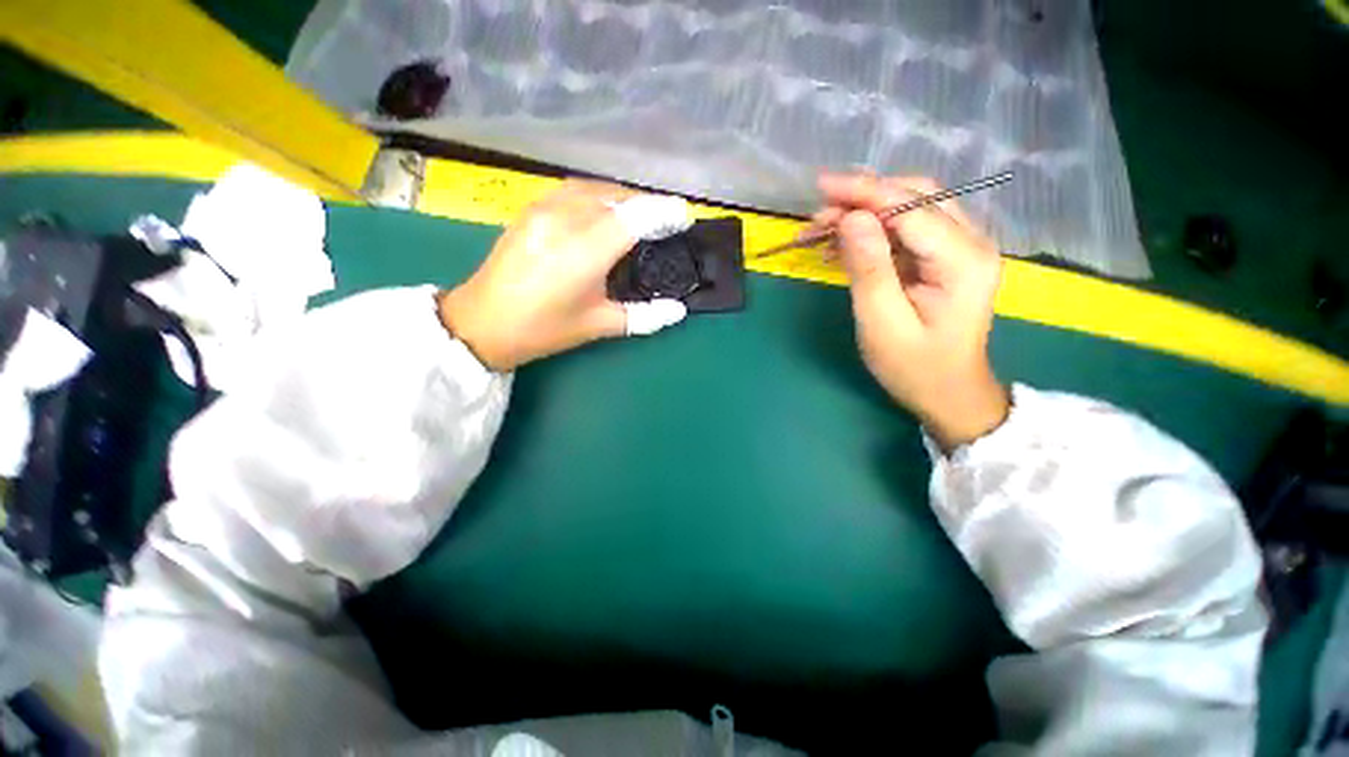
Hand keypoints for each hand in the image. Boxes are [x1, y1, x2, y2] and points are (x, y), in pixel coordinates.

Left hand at [439, 180, 691, 371]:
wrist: (482, 323)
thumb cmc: (544, 329)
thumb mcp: (598, 325)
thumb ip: (643, 316)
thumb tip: (678, 310)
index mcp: (583, 252)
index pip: (634, 217)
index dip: (663, 211)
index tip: (684, 215)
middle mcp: (564, 220)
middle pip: (617, 197)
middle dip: (646, 205)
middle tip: (664, 223)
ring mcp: (543, 209)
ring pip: (595, 189)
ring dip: (622, 198)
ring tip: (639, 217)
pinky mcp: (530, 208)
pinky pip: (574, 191)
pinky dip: (598, 196)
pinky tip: (604, 213)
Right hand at [815, 172, 1008, 449]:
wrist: (948, 393)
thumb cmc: (914, 367)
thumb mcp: (883, 324)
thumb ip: (869, 270)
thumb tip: (851, 219)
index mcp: (962, 260)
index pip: (911, 208)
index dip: (865, 192)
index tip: (821, 187)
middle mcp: (970, 242)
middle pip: (915, 196)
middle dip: (863, 197)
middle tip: (819, 213)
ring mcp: (959, 248)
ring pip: (909, 208)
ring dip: (864, 211)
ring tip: (822, 229)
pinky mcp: (943, 258)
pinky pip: (906, 229)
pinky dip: (871, 230)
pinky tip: (842, 244)